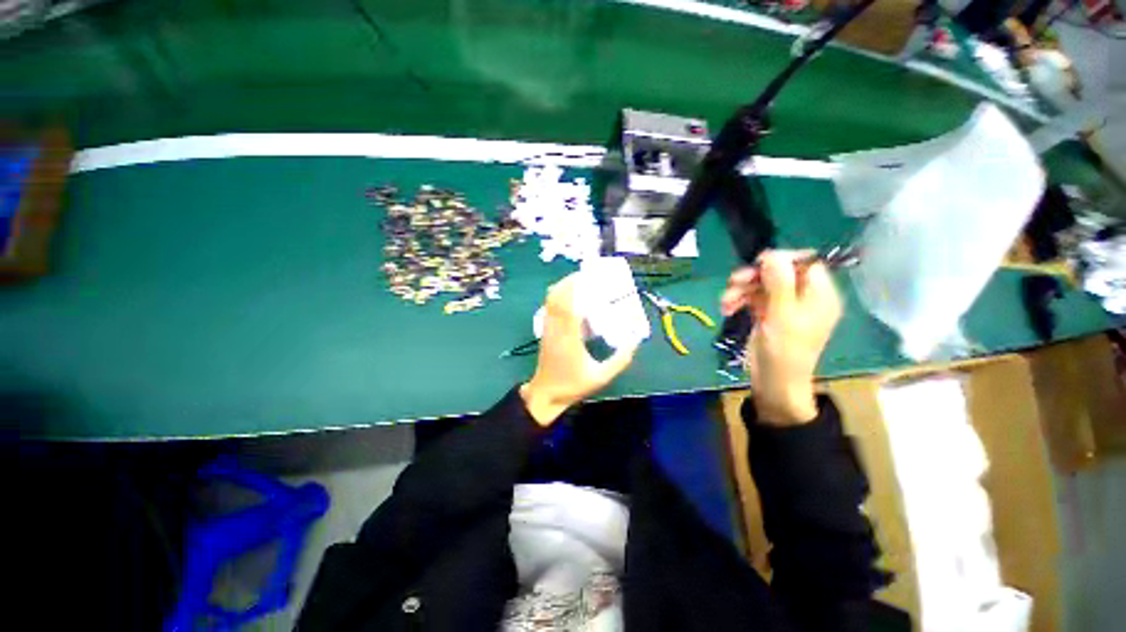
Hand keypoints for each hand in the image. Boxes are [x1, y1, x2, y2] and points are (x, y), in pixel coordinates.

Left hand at [521, 274, 637, 425]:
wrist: (546, 395)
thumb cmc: (572, 386)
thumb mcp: (601, 377)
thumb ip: (620, 360)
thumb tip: (634, 343)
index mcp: (569, 338)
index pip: (568, 306)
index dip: (575, 288)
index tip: (587, 277)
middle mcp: (555, 329)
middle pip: (556, 297)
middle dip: (568, 282)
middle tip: (585, 275)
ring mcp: (547, 329)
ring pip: (550, 301)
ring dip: (562, 287)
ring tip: (578, 282)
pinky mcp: (545, 331)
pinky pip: (549, 308)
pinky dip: (557, 296)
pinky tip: (570, 297)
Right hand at [720, 250, 841, 424]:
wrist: (773, 383)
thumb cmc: (784, 350)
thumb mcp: (781, 315)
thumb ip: (779, 282)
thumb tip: (772, 253)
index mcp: (820, 295)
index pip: (807, 264)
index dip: (783, 259)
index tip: (758, 263)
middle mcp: (804, 297)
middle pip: (779, 273)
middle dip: (754, 277)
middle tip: (733, 281)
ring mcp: (784, 306)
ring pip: (761, 285)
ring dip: (740, 290)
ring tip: (725, 302)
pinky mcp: (767, 314)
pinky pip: (753, 298)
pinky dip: (739, 300)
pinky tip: (726, 309)